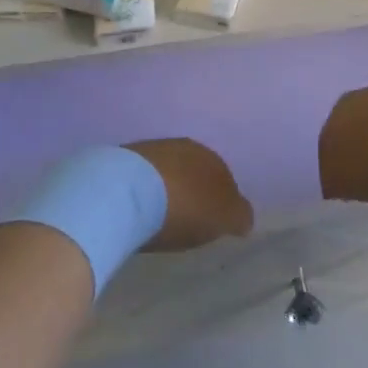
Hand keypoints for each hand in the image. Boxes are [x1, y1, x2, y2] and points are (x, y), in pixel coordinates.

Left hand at [121, 139, 253, 250]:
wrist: (128, 192)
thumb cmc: (184, 207)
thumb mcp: (222, 218)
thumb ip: (238, 215)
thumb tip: (244, 217)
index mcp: (214, 158)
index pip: (223, 177)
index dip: (219, 199)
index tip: (212, 221)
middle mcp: (185, 147)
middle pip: (193, 171)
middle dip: (192, 189)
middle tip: (187, 216)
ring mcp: (151, 150)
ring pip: (166, 170)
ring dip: (166, 187)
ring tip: (158, 214)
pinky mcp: (122, 159)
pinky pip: (141, 176)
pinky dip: (143, 189)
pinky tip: (138, 207)